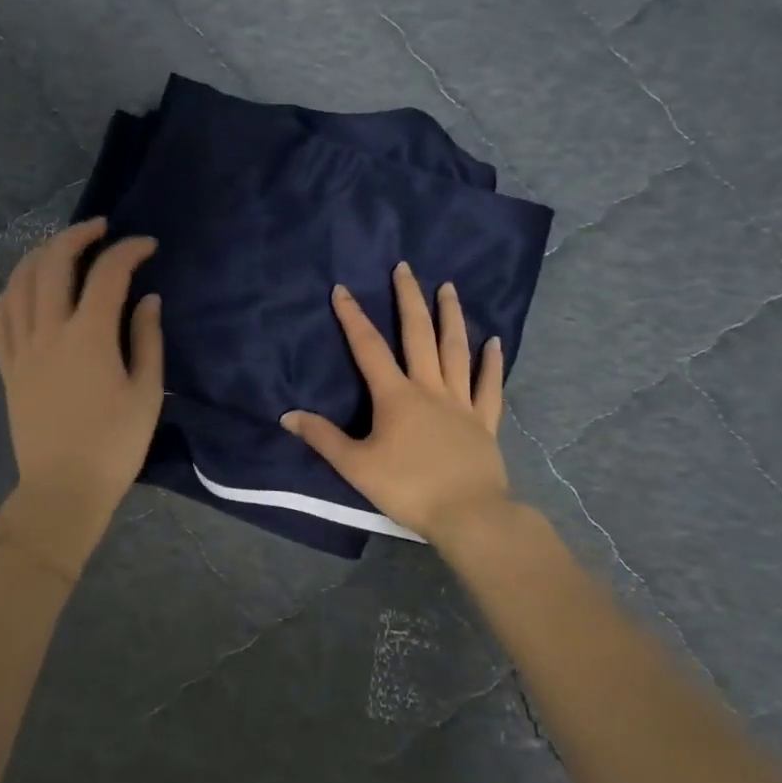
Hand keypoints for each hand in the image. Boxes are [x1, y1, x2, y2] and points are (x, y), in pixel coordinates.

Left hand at [0, 218, 162, 566]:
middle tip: (100, 229)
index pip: (107, 274)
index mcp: (88, 337)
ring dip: (40, 254)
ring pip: (19, 283)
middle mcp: (49, 332)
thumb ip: (147, 339)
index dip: (129, 250)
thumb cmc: (114, 446)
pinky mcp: (8, 367)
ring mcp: (21, 348)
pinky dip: (11, 291)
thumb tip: (147, 299)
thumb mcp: (146, 393)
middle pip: (52, 263)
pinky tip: (25, 287)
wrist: (63, 489)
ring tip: (61, 247)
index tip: (148, 245)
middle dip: (76, 235)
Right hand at [281, 262, 510, 547]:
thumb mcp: (356, 466)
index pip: (369, 348)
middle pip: (418, 335)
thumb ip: (323, 438)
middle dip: (409, 299)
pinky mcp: (485, 421)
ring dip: (451, 316)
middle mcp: (429, 388)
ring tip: (448, 287)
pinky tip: (494, 340)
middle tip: (405, 268)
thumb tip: (287, 415)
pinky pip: (489, 385)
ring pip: (456, 350)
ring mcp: (461, 402)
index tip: (342, 289)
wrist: (468, 514)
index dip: (353, 317)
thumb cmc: (408, 488)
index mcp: (396, 396)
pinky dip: (491, 362)